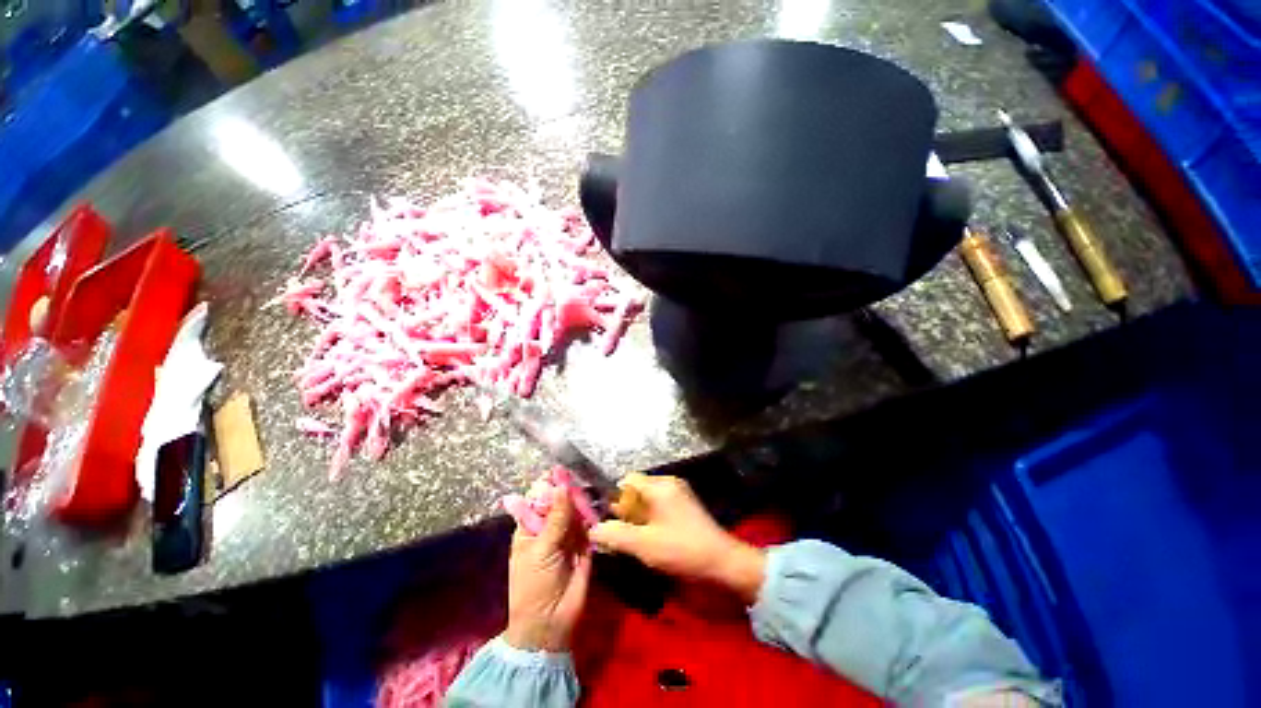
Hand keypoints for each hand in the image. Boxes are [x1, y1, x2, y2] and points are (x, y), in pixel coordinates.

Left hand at [504, 488, 592, 651]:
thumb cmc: (534, 586)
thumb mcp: (542, 550)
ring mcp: (567, 536)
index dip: (548, 485)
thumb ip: (555, 518)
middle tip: (579, 479)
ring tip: (590, 490)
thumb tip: (562, 486)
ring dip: (582, 501)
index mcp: (530, 528)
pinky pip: (589, 525)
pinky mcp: (584, 545)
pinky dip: (593, 516)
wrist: (551, 624)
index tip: (561, 471)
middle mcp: (549, 528)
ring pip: (575, 511)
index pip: (538, 499)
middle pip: (559, 502)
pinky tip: (597, 506)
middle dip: (568, 491)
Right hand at [590, 474, 766, 603]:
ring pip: (647, 500)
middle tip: (623, 535)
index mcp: (659, 486)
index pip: (627, 481)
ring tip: (636, 541)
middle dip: (626, 511)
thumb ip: (615, 535)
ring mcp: (679, 494)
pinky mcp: (685, 506)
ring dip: (638, 518)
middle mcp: (669, 483)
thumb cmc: (682, 549)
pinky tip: (652, 540)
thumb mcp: (644, 545)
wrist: (723, 562)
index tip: (611, 522)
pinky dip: (651, 520)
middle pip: (637, 490)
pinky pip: (659, 506)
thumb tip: (593, 529)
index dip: (615, 499)